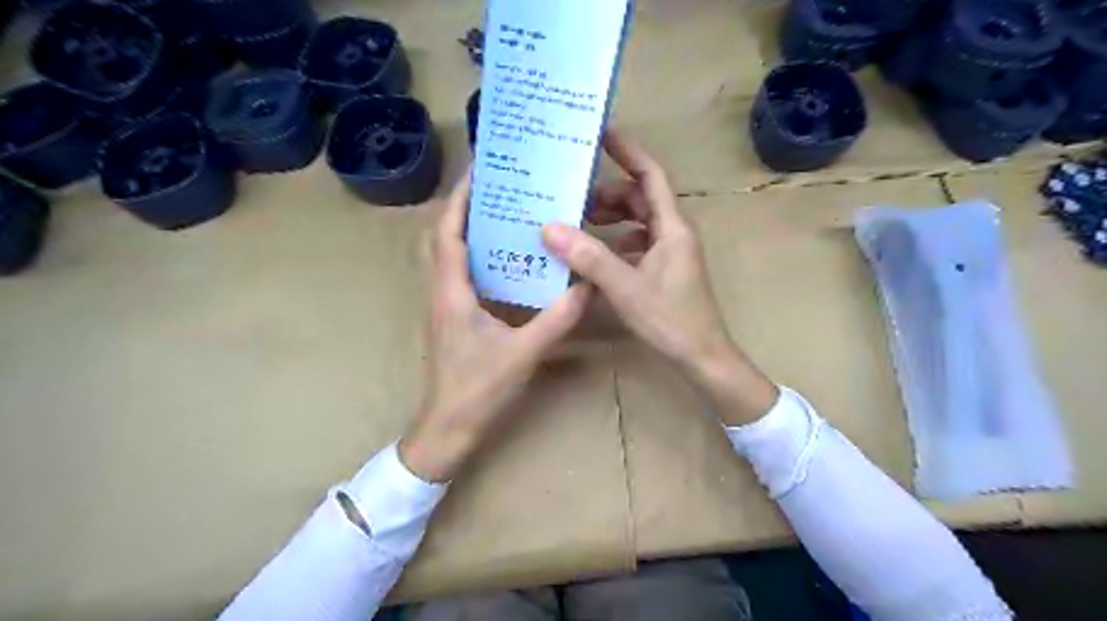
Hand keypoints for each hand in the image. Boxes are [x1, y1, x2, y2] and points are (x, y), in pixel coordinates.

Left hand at [396, 172, 587, 481]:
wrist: (448, 428)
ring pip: (451, 255)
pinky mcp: (452, 318)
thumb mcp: (523, 353)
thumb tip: (588, 287)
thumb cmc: (478, 390)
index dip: (460, 198)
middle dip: (466, 207)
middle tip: (500, 188)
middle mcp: (442, 291)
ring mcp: (445, 305)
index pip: (449, 232)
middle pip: (445, 236)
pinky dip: (478, 257)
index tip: (481, 170)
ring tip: (505, 213)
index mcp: (452, 291)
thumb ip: (557, 319)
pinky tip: (507, 260)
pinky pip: (461, 275)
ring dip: (470, 230)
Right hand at [540, 132, 772, 425]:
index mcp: (672, 227)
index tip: (600, 135)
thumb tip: (550, 228)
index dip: (627, 152)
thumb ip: (589, 258)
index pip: (650, 176)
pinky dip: (614, 243)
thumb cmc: (670, 320)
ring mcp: (669, 253)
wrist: (701, 357)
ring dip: (610, 219)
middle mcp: (673, 233)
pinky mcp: (664, 271)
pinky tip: (593, 256)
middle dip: (607, 194)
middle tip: (572, 198)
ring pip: (637, 222)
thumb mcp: (625, 288)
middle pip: (640, 198)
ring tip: (577, 224)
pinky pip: (636, 245)